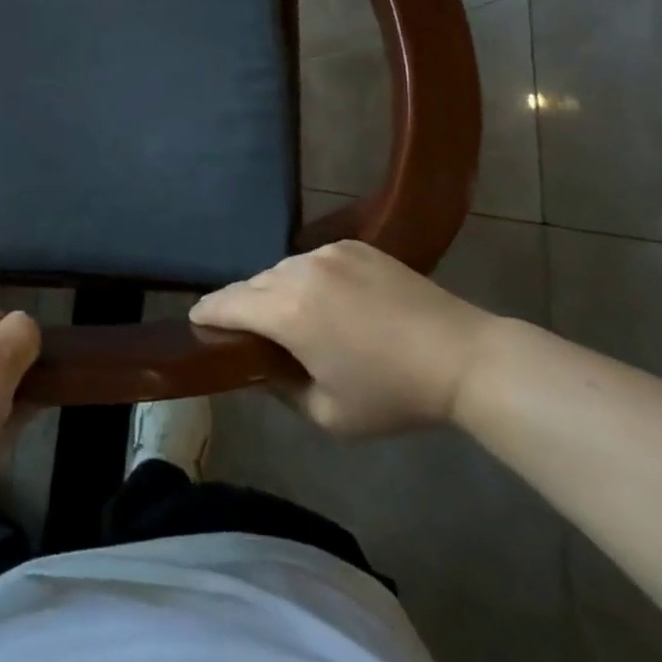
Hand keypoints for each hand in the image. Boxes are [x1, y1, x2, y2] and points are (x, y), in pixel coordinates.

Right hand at [190, 241, 497, 437]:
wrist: (464, 358)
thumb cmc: (394, 395)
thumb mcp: (328, 415)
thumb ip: (279, 390)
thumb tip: (258, 369)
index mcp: (287, 312)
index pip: (226, 304)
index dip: (207, 314)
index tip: (197, 322)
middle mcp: (299, 271)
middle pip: (252, 284)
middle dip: (242, 306)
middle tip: (248, 331)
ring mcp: (328, 252)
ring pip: (281, 270)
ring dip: (275, 291)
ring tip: (291, 317)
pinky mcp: (353, 245)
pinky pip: (312, 260)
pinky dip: (306, 278)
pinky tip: (327, 301)